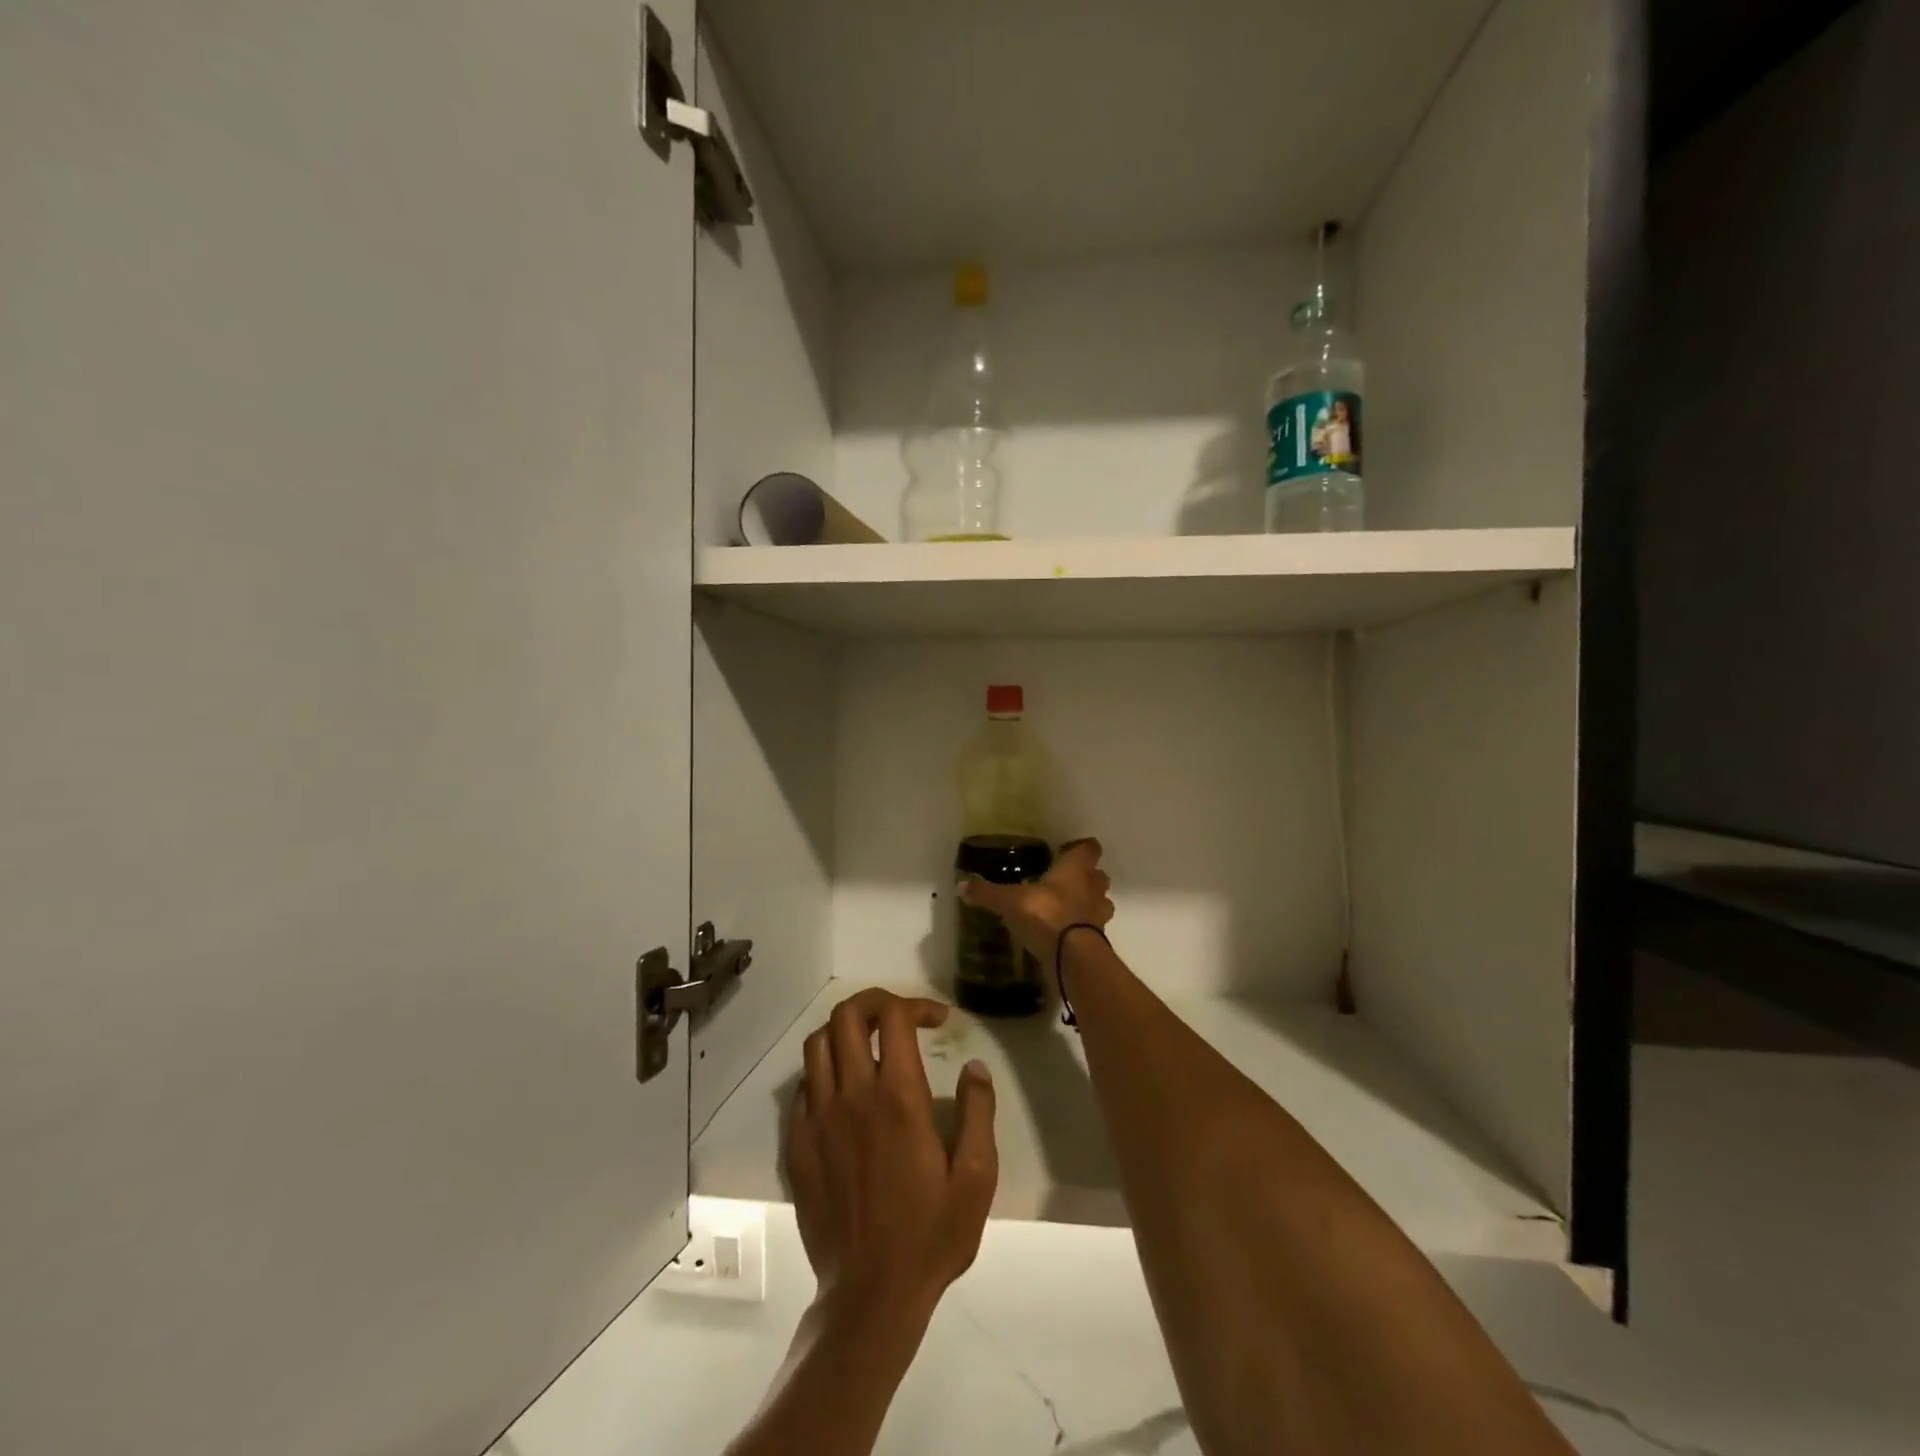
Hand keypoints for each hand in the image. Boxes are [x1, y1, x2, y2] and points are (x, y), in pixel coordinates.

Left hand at [787, 989, 997, 1321]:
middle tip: (899, 1019)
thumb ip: (979, 1112)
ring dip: (845, 1032)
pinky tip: (845, 1092)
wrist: (869, 1296)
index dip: (916, 1004)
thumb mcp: (976, 1177)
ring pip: (818, 1044)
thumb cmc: (930, 1235)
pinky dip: (824, 1072)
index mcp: (898, 1098)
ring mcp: (818, 1119)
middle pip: (846, 1016)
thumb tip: (974, 1067)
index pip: (894, 1017)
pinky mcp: (798, 1144)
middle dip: (874, 1003)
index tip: (938, 1021)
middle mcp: (852, 1096)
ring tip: (870, 1047)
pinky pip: (803, 1086)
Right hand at [957, 837, 1113, 964]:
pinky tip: (1066, 933)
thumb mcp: (1010, 902)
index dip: (1081, 848)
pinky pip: (1094, 928)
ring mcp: (1099, 914)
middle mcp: (1092, 887)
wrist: (1073, 957)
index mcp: (1075, 869)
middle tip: (1066, 880)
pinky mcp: (1098, 939)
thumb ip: (988, 893)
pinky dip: (1084, 928)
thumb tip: (961, 885)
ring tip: (1069, 907)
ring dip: (1090, 903)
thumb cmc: (1046, 915)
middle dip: (1088, 876)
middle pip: (1099, 875)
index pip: (1089, 848)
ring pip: (1101, 901)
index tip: (1068, 850)